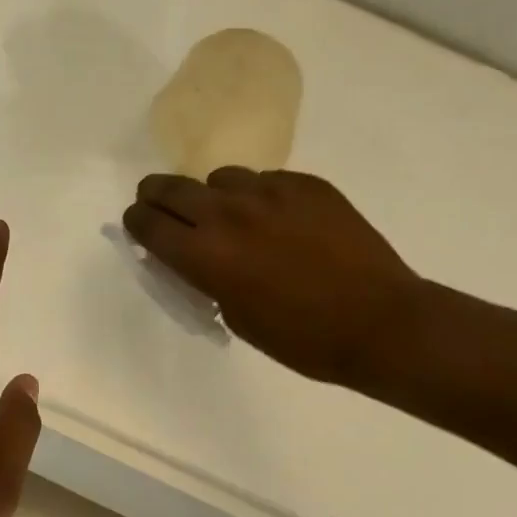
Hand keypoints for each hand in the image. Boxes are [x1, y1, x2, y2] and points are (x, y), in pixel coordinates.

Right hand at [121, 168, 418, 387]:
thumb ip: (206, 278)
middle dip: (157, 197)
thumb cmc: (302, 338)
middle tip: (162, 207)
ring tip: (233, 218)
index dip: (137, 223)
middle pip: (171, 187)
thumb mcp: (237, 317)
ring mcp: (269, 192)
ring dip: (214, 197)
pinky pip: (265, 180)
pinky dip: (259, 198)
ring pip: (220, 178)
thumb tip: (194, 256)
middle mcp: (228, 213)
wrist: (380, 322)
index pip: (148, 223)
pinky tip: (280, 222)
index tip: (139, 227)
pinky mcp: (306, 184)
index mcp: (205, 254)